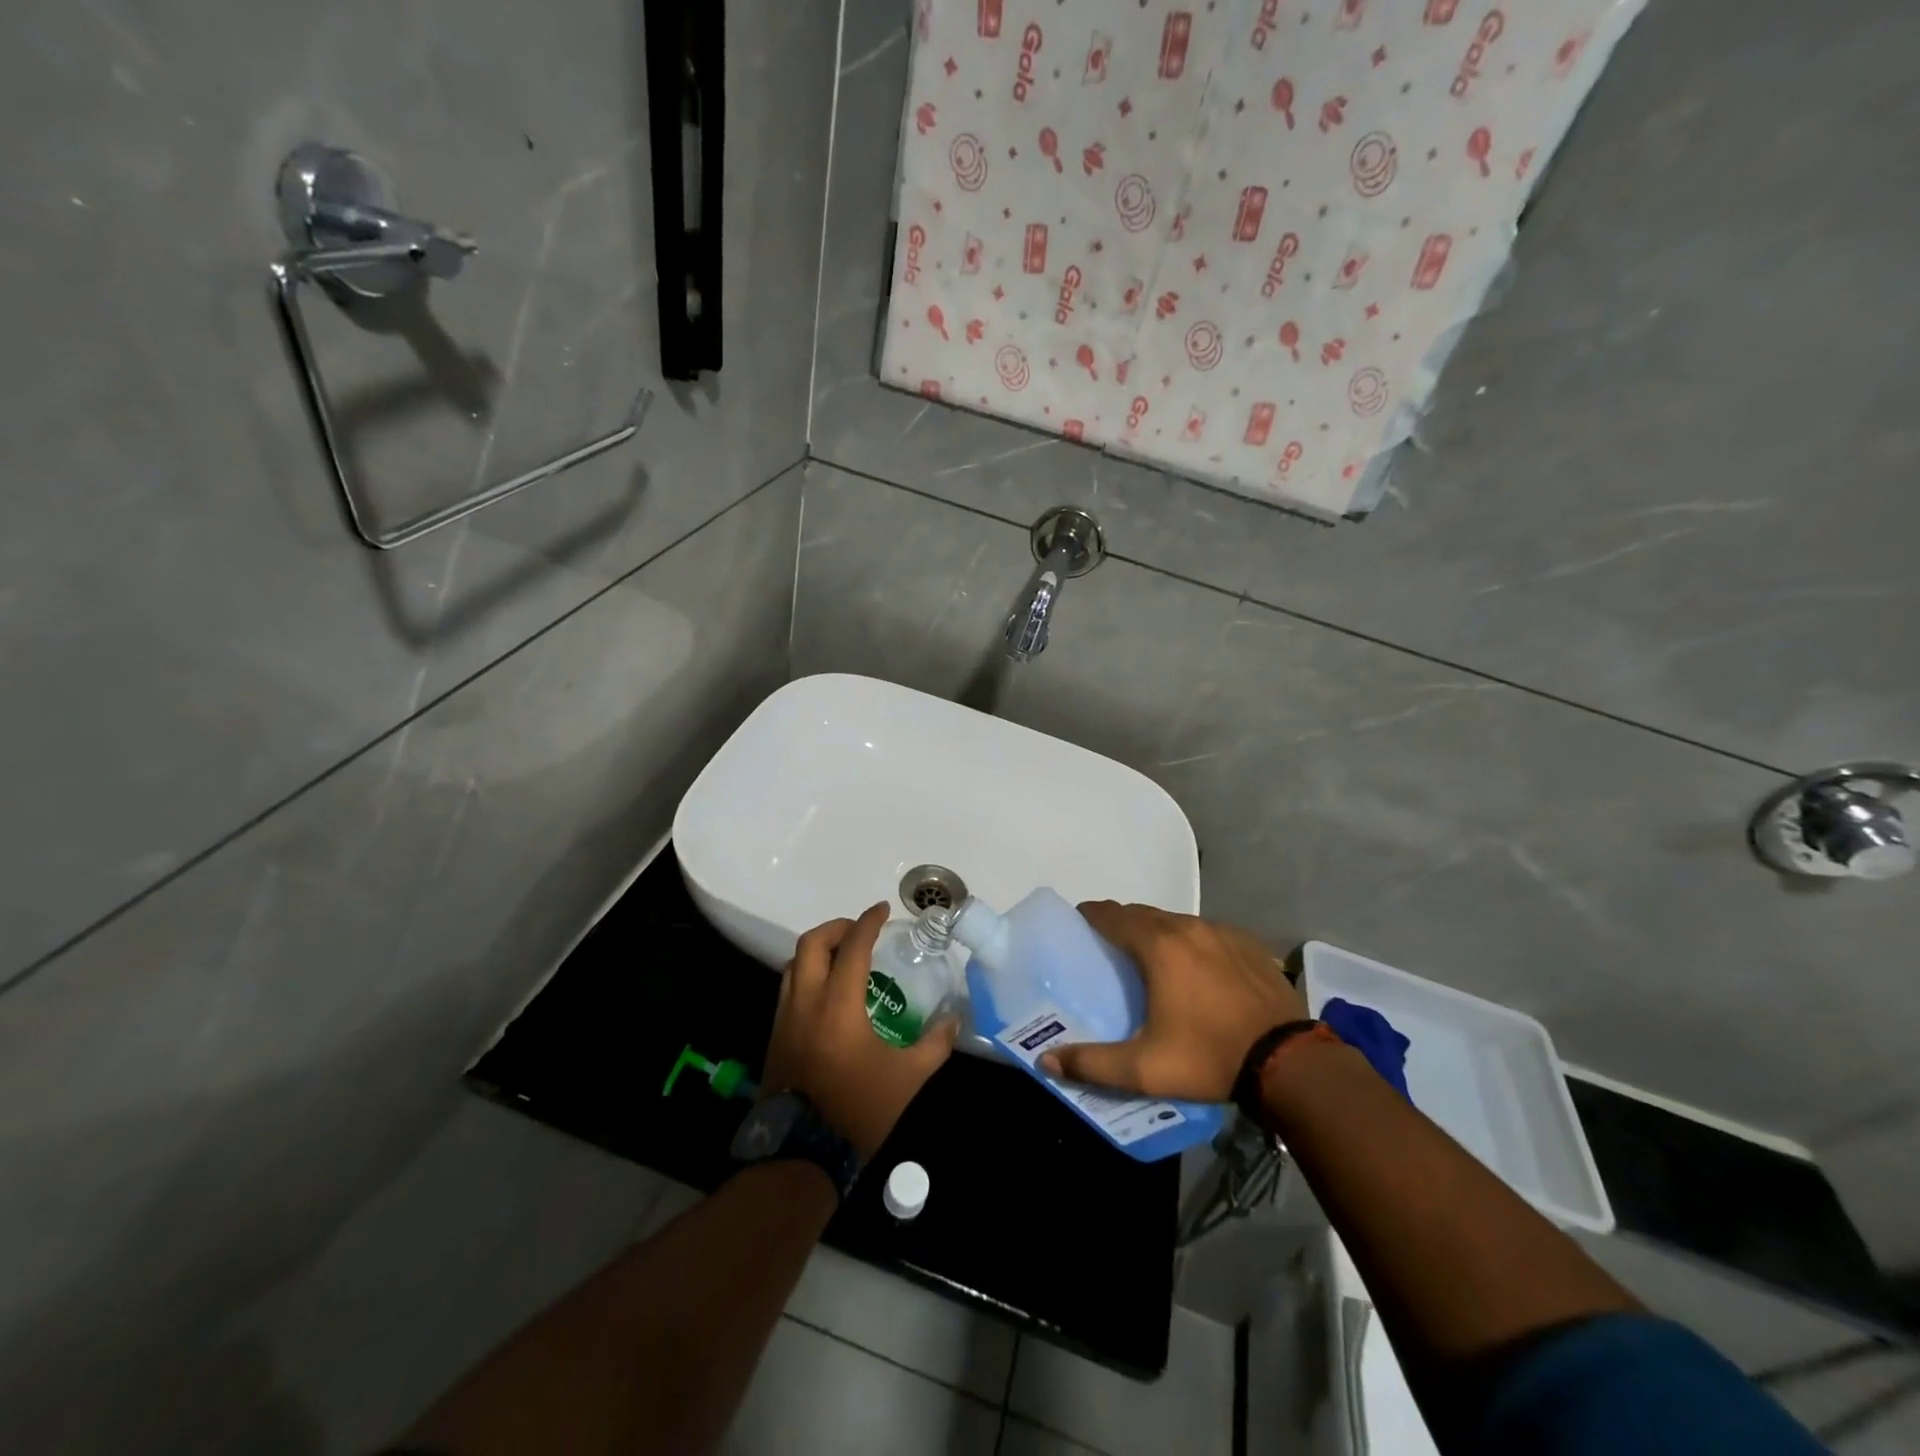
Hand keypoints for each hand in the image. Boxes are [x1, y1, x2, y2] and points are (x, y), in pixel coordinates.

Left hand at [763, 903, 958, 1159]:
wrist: (801, 1154)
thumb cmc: (858, 1110)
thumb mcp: (908, 1078)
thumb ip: (934, 1044)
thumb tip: (954, 1020)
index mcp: (838, 1005)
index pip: (852, 947)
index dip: (867, 922)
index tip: (882, 909)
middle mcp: (806, 1002)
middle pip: (811, 943)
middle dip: (837, 928)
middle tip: (860, 931)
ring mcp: (785, 1019)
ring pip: (794, 964)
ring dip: (818, 950)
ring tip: (843, 958)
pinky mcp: (775, 1036)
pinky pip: (788, 988)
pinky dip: (807, 975)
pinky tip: (827, 993)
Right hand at [1039, 902, 1304, 1101]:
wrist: (1289, 1062)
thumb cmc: (1209, 1057)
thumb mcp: (1144, 1069)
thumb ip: (1092, 1063)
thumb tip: (1046, 1059)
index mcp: (1158, 945)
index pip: (1111, 915)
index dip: (1091, 916)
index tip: (1078, 925)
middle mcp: (1187, 927)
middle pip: (1143, 914)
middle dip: (1121, 923)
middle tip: (1108, 946)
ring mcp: (1222, 932)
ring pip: (1177, 922)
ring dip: (1157, 932)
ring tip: (1151, 959)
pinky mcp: (1249, 944)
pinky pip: (1208, 933)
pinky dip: (1192, 942)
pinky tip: (1197, 970)